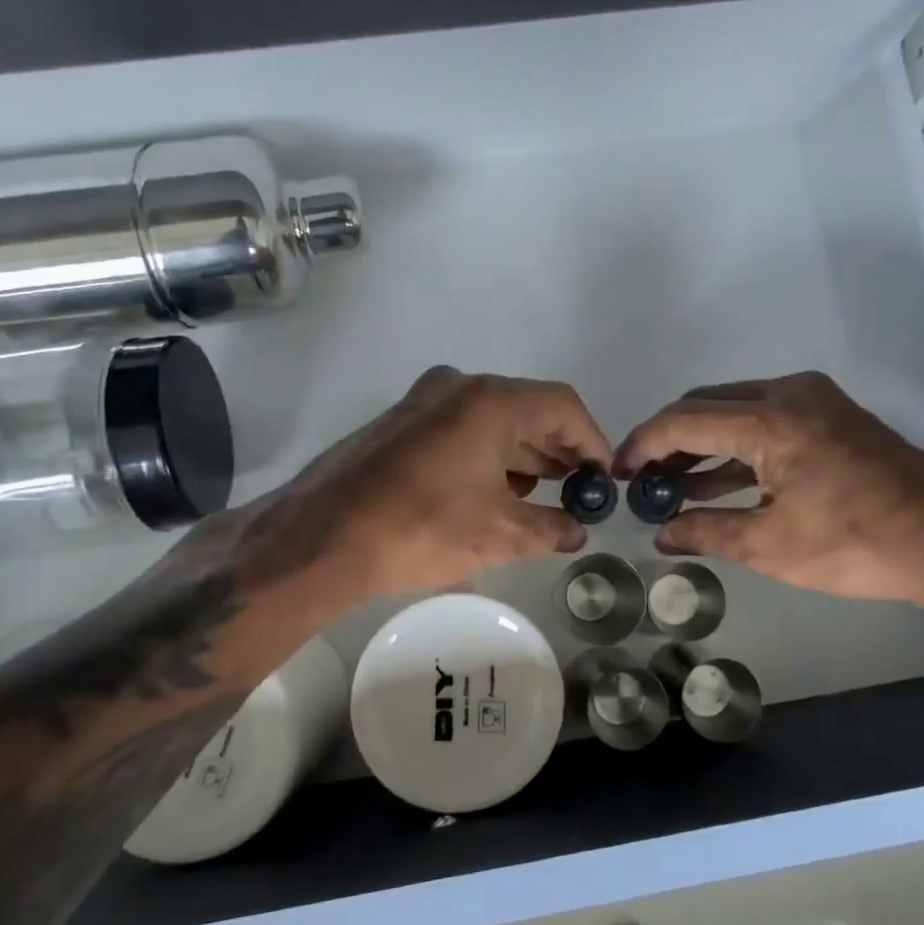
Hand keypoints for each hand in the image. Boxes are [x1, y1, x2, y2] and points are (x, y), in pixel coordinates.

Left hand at [192, 367, 613, 613]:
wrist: (322, 536)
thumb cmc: (421, 527)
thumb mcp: (498, 535)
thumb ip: (550, 528)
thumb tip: (577, 531)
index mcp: (491, 401)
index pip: (563, 407)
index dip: (591, 442)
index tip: (601, 480)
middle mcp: (459, 387)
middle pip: (528, 410)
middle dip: (557, 451)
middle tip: (577, 492)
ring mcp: (424, 401)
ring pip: (492, 420)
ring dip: (522, 455)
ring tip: (540, 497)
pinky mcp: (400, 422)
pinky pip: (460, 428)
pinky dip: (486, 455)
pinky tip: (494, 492)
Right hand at [614, 372, 923, 606]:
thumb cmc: (857, 546)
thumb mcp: (771, 547)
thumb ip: (706, 532)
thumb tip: (661, 534)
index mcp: (771, 419)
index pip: (683, 419)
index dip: (643, 444)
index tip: (618, 471)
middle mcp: (788, 393)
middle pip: (705, 405)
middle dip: (668, 440)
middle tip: (643, 479)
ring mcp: (814, 399)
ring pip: (734, 409)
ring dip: (701, 443)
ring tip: (670, 485)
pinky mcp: (830, 414)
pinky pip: (765, 419)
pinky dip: (736, 445)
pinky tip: (716, 481)